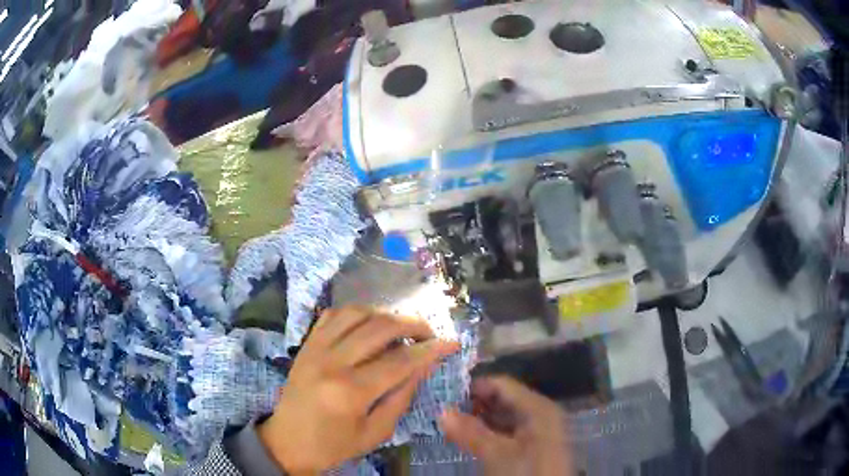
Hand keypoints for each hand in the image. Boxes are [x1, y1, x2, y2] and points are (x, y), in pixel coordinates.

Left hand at [258, 306, 458, 473]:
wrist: (288, 441)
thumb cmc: (334, 445)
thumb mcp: (376, 432)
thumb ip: (402, 396)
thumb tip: (424, 364)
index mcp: (351, 392)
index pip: (400, 360)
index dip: (431, 349)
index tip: (451, 342)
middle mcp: (332, 362)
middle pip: (380, 327)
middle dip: (413, 324)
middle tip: (429, 333)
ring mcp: (315, 348)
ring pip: (356, 312)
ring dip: (385, 314)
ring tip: (401, 327)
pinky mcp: (306, 344)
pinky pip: (333, 314)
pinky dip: (356, 312)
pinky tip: (369, 324)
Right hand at [440, 377, 572, 475]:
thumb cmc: (526, 472)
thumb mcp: (496, 454)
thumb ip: (470, 432)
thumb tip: (442, 412)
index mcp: (537, 407)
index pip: (501, 384)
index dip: (474, 387)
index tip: (444, 395)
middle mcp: (539, 413)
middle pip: (502, 400)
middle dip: (473, 406)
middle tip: (442, 411)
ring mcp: (537, 430)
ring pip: (503, 417)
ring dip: (478, 421)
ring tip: (450, 425)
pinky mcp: (532, 445)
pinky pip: (507, 431)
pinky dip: (488, 433)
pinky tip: (469, 439)